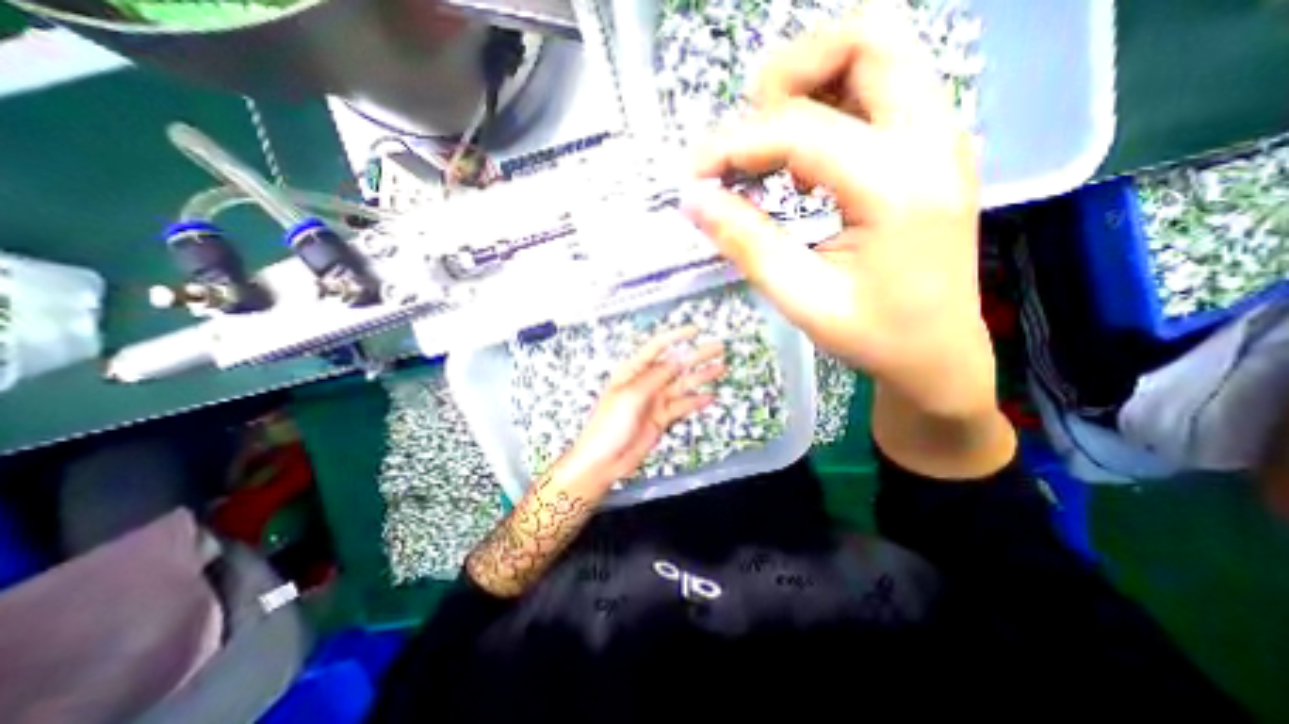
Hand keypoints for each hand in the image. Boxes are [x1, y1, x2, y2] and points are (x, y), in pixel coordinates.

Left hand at [562, 324, 724, 485]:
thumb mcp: (631, 395)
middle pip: (675, 364)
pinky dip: (696, 401)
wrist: (604, 460)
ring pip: (682, 384)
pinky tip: (709, 396)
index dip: (677, 336)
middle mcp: (645, 382)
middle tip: (718, 347)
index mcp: (633, 371)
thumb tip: (677, 360)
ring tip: (720, 368)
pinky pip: (682, 406)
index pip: (657, 346)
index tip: (696, 330)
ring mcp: (654, 400)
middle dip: (696, 355)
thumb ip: (656, 376)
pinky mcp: (661, 417)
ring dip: (701, 376)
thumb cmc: (608, 425)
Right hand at [684, 0, 994, 417]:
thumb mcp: (802, 299)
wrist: (939, 353)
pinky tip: (807, 162)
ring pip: (878, 50)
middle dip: (788, 77)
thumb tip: (695, 200)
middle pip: (865, 38)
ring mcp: (942, 136)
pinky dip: (833, 103)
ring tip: (773, 146)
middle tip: (748, 136)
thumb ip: (747, 243)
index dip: (735, 144)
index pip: (801, 129)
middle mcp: (932, 139)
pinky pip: (884, 87)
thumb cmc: (875, 336)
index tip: (695, 173)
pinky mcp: (934, 148)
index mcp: (898, 186)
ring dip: (812, 82)